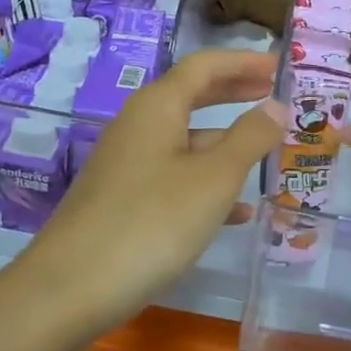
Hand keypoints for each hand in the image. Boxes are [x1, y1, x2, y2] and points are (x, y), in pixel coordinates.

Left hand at [16, 50, 282, 329]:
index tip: (279, 66)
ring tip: (266, 155)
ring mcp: (126, 163)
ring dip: (225, 143)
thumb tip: (277, 106)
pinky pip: (173, 176)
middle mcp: (138, 125)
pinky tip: (236, 213)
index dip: (244, 62)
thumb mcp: (213, 179)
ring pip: (184, 140)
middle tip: (274, 95)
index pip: (205, 66)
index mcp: (158, 107)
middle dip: (234, 94)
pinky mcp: (121, 199)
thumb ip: (249, 138)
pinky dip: (205, 183)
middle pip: (192, 96)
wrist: (71, 288)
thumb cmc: (152, 222)